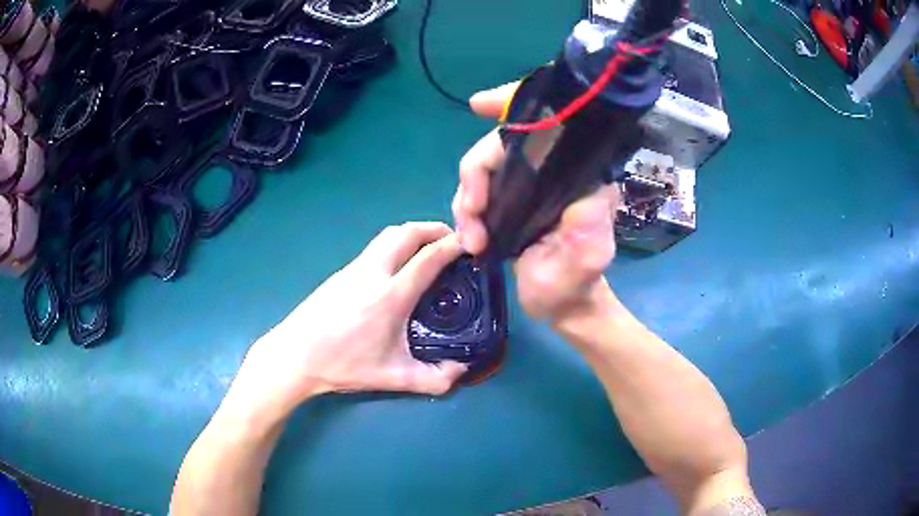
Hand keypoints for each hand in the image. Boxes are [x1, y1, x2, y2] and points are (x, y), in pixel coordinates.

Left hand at [224, 222, 467, 422]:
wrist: (295, 355)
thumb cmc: (342, 365)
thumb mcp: (392, 377)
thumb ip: (432, 378)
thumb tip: (461, 371)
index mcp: (390, 296)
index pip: (429, 257)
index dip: (453, 246)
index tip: (471, 245)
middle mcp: (373, 272)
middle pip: (407, 233)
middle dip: (434, 229)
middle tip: (452, 241)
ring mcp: (354, 268)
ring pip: (388, 235)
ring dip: (413, 233)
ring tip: (428, 248)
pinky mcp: (342, 272)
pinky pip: (375, 247)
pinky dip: (396, 244)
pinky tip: (398, 266)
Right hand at [452, 84, 619, 321]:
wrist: (559, 305)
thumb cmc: (575, 283)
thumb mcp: (587, 259)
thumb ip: (587, 227)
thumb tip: (579, 188)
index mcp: (577, 175)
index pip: (547, 125)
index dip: (513, 103)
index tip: (480, 104)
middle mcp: (552, 170)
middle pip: (501, 145)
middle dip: (476, 173)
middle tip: (471, 213)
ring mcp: (527, 185)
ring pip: (483, 168)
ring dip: (467, 199)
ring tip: (472, 239)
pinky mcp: (509, 200)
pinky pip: (477, 190)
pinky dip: (465, 209)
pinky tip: (469, 236)